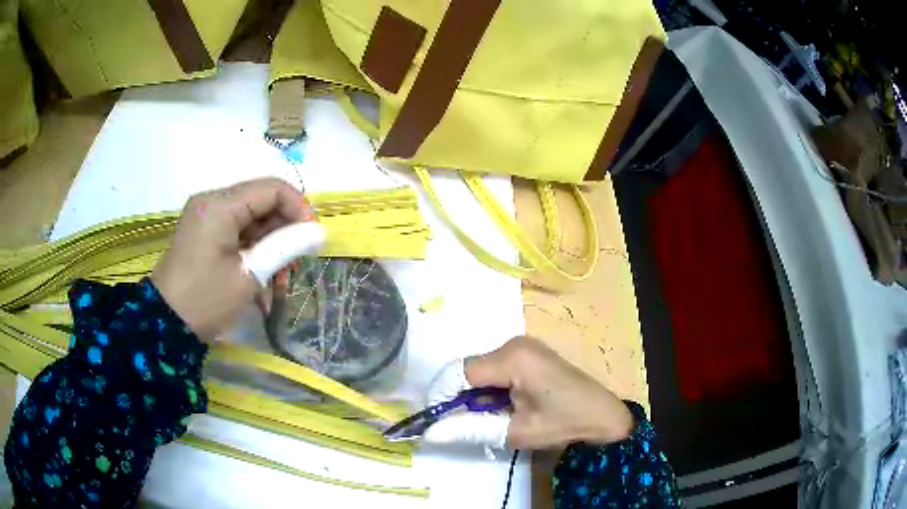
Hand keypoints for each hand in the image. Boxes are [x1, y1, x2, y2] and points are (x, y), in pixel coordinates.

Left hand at [151, 178, 314, 340]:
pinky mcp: (205, 235)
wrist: (164, 326)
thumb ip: (284, 247)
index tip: (313, 239)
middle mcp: (213, 202)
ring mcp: (207, 218)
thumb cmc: (205, 299)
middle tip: (295, 267)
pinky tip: (263, 284)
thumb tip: (317, 233)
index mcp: (220, 205)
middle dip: (285, 234)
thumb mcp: (249, 275)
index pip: (272, 189)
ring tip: (280, 283)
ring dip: (271, 249)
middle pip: (263, 203)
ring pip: (253, 221)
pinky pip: (239, 235)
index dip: (299, 209)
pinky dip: (254, 255)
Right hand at [423, 337, 633, 449]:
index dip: (442, 395)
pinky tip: (499, 407)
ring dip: (473, 394)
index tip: (434, 420)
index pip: (460, 372)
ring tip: (482, 419)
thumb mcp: (515, 432)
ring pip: (480, 369)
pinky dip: (488, 388)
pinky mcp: (528, 353)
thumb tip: (430, 431)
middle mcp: (514, 344)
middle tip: (459, 425)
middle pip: (469, 369)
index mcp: (513, 358)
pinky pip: (495, 368)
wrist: (603, 415)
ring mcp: (522, 346)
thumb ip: (470, 428)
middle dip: (458, 397)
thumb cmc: (564, 424)